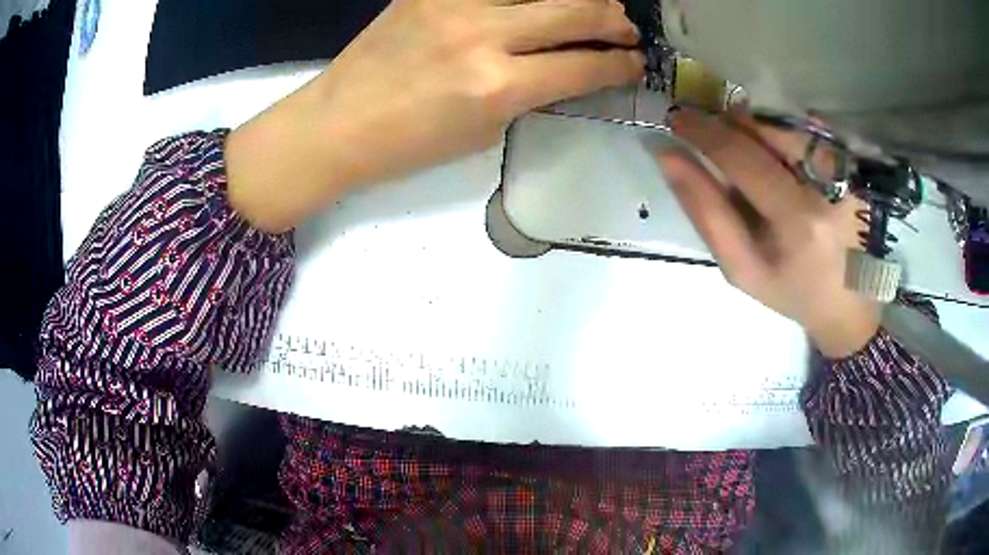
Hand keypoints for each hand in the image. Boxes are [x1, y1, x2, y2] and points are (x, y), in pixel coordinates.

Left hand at [227, 0, 644, 232]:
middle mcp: (482, 35)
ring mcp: (454, 4)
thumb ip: (530, 94)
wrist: (338, 123)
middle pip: (574, 13)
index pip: (583, 67)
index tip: (635, 64)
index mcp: (497, 86)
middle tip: (627, 29)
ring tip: (596, 8)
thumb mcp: (483, 131)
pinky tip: (537, 3)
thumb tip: (568, 69)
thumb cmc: (408, 144)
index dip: (620, 66)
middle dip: (614, 23)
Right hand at [657, 108, 880, 357]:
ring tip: (753, 154)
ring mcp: (847, 172)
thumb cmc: (791, 291)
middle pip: (767, 131)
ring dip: (759, 130)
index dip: (705, 133)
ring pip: (790, 127)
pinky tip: (786, 157)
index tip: (677, 118)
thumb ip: (705, 212)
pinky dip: (788, 134)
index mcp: (796, 222)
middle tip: (713, 134)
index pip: (743, 158)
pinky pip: (814, 131)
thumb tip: (669, 157)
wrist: (849, 305)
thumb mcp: (741, 267)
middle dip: (732, 126)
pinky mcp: (858, 167)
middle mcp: (827, 188)